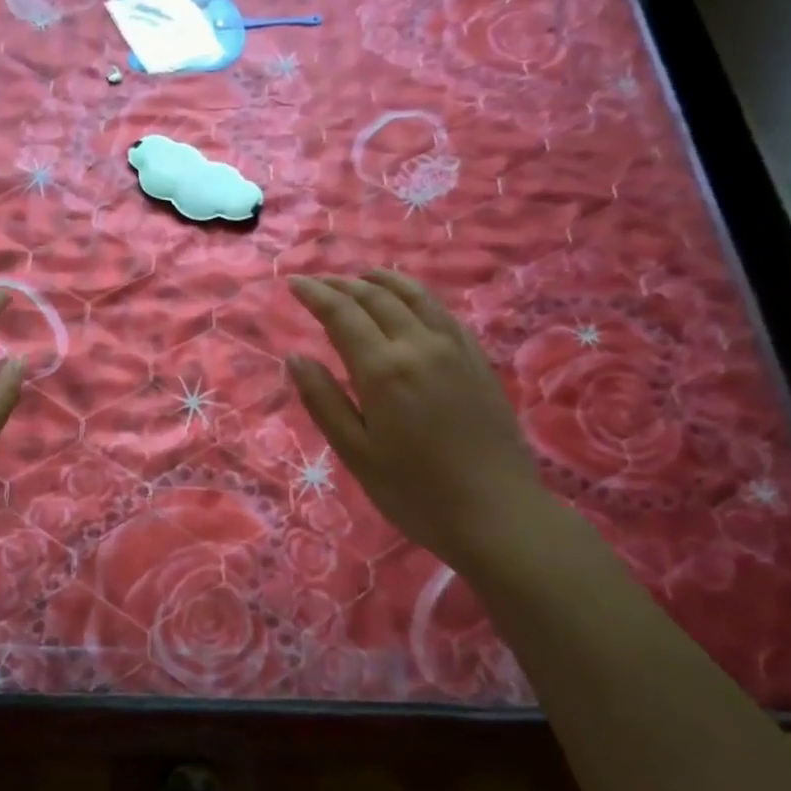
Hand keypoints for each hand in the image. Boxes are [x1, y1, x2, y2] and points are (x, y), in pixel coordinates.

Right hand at [288, 270, 555, 571]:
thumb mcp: (356, 453)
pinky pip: (443, 312)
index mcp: (383, 370)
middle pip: (376, 298)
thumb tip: (295, 357)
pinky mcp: (477, 360)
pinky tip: (410, 302)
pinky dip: (417, 296)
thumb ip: (324, 401)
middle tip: (318, 283)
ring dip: (382, 281)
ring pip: (414, 297)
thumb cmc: (415, 492)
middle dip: (343, 284)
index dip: (315, 294)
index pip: (342, 314)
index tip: (293, 283)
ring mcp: (454, 349)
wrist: (497, 514)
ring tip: (361, 277)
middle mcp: (419, 346)